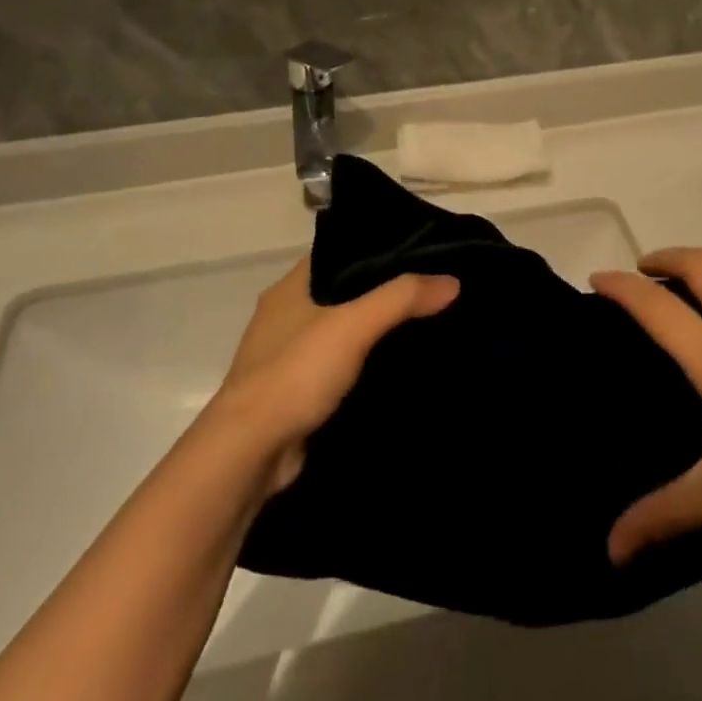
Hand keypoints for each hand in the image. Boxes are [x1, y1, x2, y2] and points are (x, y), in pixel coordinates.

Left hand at [205, 256, 457, 492]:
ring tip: (428, 324)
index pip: (338, 252)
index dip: (377, 247)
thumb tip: (452, 282)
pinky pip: (341, 369)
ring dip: (376, 333)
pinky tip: (402, 368)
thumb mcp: (352, 326)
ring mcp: (289, 358)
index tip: (420, 251)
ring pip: (344, 333)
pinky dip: (367, 367)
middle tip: (433, 289)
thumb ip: (401, 298)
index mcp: (289, 289)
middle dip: (384, 292)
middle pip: (344, 293)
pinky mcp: (298, 394)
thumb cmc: (294, 374)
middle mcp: (285, 317)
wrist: (249, 453)